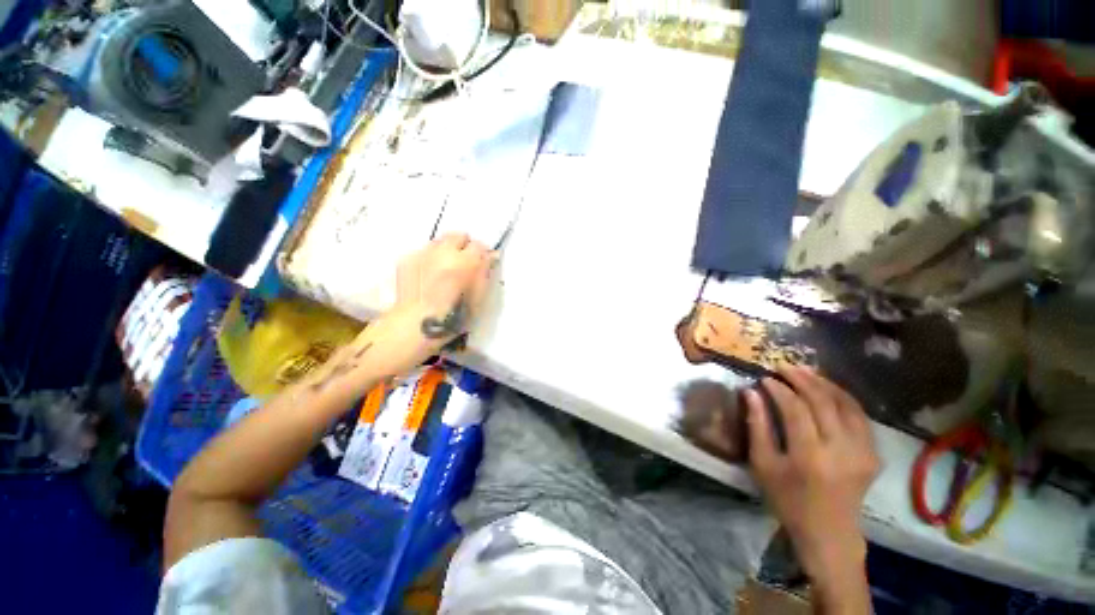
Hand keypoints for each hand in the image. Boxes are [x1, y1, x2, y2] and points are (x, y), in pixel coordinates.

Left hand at [366, 233, 493, 375]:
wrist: (416, 326)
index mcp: (465, 263)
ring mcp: (423, 253)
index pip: (479, 245)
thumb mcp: (479, 298)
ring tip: (444, 268)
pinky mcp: (407, 259)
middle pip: (458, 235)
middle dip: (464, 246)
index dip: (482, 255)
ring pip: (440, 241)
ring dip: (446, 250)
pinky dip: (430, 258)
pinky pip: (424, 251)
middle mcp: (443, 252)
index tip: (482, 264)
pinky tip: (428, 275)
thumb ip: (485, 273)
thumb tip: (491, 256)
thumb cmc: (454, 317)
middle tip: (463, 263)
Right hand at [745, 367, 878, 583]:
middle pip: (823, 402)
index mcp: (809, 456)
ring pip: (846, 404)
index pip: (795, 409)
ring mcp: (863, 452)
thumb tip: (750, 392)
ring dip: (824, 384)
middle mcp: (841, 450)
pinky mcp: (873, 454)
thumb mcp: (762, 465)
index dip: (779, 389)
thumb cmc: (787, 499)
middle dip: (801, 379)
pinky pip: (860, 416)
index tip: (765, 378)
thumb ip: (757, 426)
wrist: (829, 532)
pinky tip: (828, 390)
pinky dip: (843, 398)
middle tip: (783, 367)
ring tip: (805, 372)